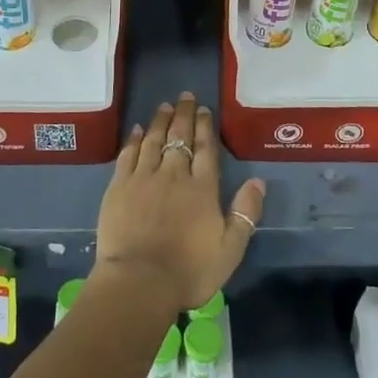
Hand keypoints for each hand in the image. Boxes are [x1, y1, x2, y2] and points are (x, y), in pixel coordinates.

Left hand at [93, 93, 265, 310]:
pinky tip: (136, 130)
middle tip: (185, 96)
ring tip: (165, 106)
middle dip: (184, 114)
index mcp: (202, 188)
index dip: (205, 127)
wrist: (139, 281)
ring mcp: (143, 177)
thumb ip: (245, 213)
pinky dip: (133, 140)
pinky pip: (128, 154)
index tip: (204, 110)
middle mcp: (173, 174)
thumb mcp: (230, 249)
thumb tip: (258, 181)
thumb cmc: (189, 270)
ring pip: (153, 140)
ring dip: (160, 121)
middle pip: (179, 137)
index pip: (205, 149)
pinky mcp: (119, 186)